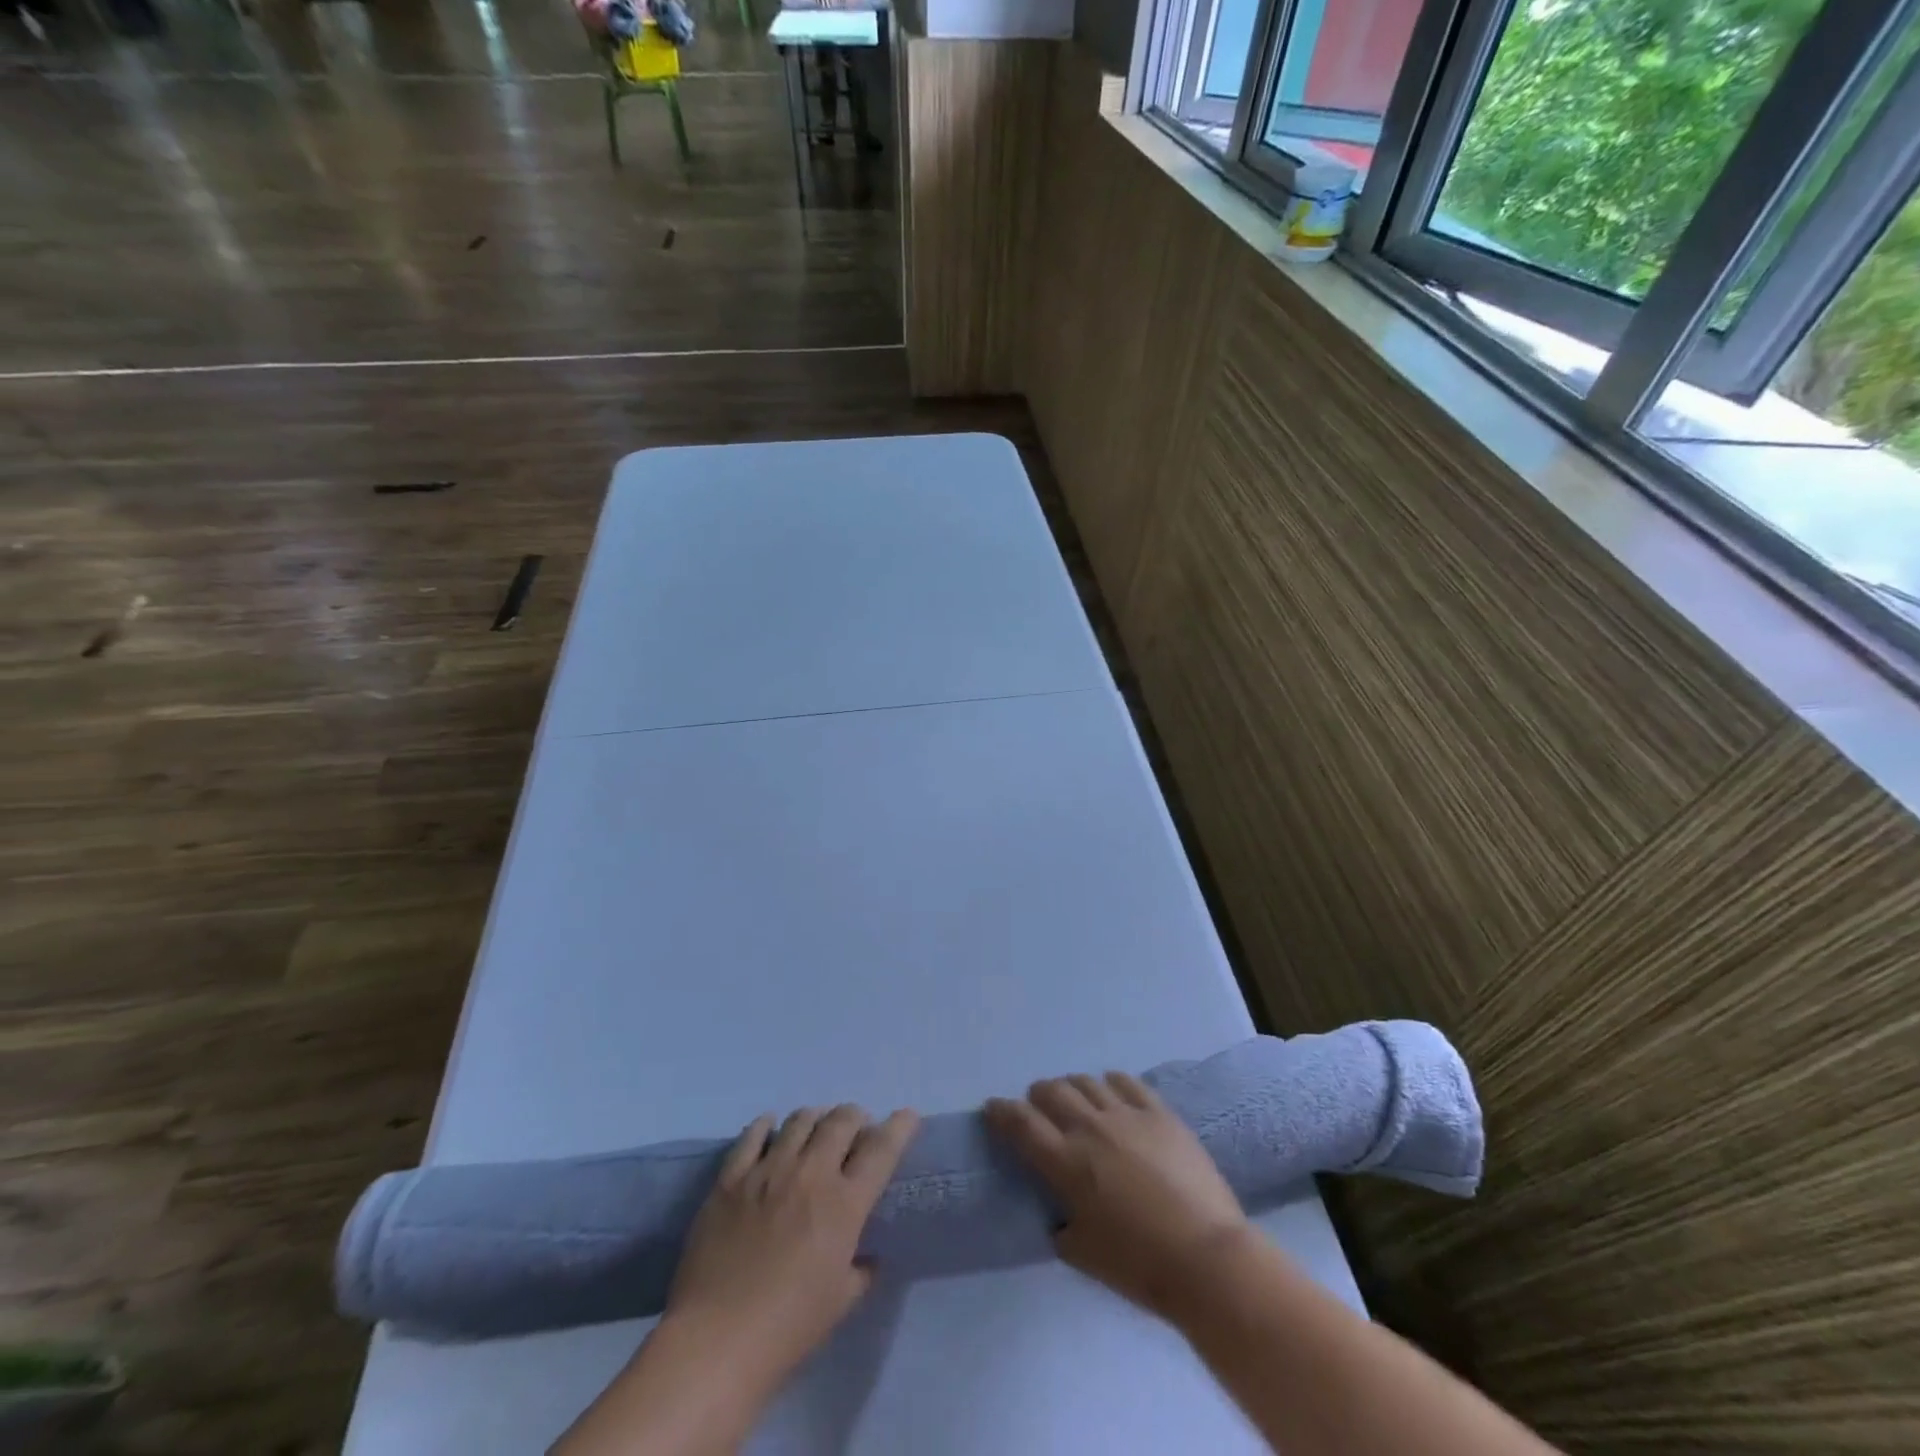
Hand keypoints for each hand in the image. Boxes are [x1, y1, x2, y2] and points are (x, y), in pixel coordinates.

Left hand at [665, 1105, 919, 1393]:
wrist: (717, 1341)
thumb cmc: (788, 1327)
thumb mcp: (841, 1301)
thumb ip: (861, 1269)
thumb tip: (867, 1255)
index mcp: (844, 1203)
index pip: (881, 1149)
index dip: (898, 1127)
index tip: (907, 1117)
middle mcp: (810, 1174)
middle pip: (841, 1121)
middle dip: (856, 1117)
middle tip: (857, 1128)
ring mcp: (768, 1170)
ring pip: (800, 1120)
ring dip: (816, 1118)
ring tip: (816, 1128)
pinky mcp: (731, 1178)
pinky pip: (751, 1136)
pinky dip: (765, 1125)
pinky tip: (770, 1127)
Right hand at [986, 1073, 1248, 1321]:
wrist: (1207, 1258)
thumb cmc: (1140, 1266)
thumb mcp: (1083, 1254)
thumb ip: (1061, 1225)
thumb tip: (1058, 1212)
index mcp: (1065, 1163)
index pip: (1020, 1123)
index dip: (1001, 1111)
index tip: (993, 1108)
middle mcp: (1090, 1128)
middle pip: (1051, 1091)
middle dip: (1038, 1097)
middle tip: (1039, 1110)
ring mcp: (1126, 1114)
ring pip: (1086, 1081)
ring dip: (1073, 1088)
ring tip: (1077, 1102)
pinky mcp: (1159, 1111)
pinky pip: (1126, 1081)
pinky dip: (1110, 1083)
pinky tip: (1112, 1092)